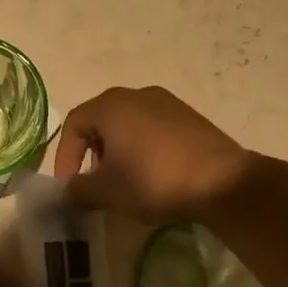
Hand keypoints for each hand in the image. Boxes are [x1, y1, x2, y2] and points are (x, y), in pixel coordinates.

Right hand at [53, 86, 252, 223]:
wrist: (222, 182)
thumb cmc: (153, 180)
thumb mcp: (107, 192)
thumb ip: (79, 189)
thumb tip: (71, 190)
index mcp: (110, 105)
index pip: (73, 125)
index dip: (65, 156)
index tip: (69, 186)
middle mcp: (136, 94)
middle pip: (101, 121)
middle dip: (92, 154)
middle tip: (95, 183)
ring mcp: (166, 103)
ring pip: (128, 125)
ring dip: (119, 152)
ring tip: (125, 182)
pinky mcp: (189, 117)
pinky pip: (153, 130)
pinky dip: (144, 149)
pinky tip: (154, 175)